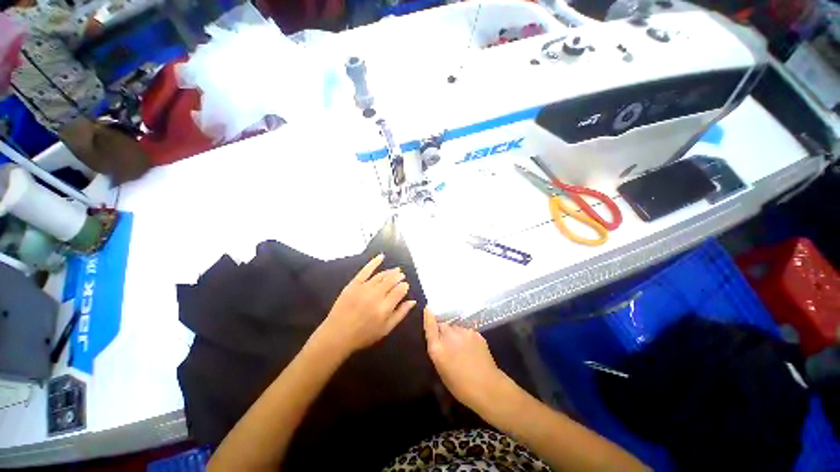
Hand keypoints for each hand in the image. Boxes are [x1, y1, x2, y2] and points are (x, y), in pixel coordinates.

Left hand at [313, 254, 415, 356]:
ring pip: (381, 276)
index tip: (406, 286)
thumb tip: (413, 301)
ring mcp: (364, 288)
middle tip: (402, 276)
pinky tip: (381, 256)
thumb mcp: (386, 329)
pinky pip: (365, 270)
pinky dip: (374, 262)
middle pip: (391, 281)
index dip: (404, 287)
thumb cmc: (364, 335)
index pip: (399, 291)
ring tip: (396, 270)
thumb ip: (400, 314)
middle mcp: (376, 296)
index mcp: (385, 308)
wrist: (337, 335)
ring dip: (390, 272)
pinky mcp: (353, 284)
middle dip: (398, 277)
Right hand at [423, 309, 506, 409]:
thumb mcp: (442, 370)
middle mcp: (449, 336)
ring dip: (455, 335)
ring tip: (461, 348)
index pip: (430, 326)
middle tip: (448, 344)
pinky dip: (466, 337)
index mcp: (438, 348)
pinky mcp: (476, 333)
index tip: (427, 309)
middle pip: (443, 326)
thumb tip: (438, 339)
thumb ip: (438, 351)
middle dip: (443, 331)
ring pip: (456, 328)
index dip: (428, 317)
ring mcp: (464, 332)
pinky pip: (467, 332)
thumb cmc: (460, 386)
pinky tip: (471, 349)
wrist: (487, 387)